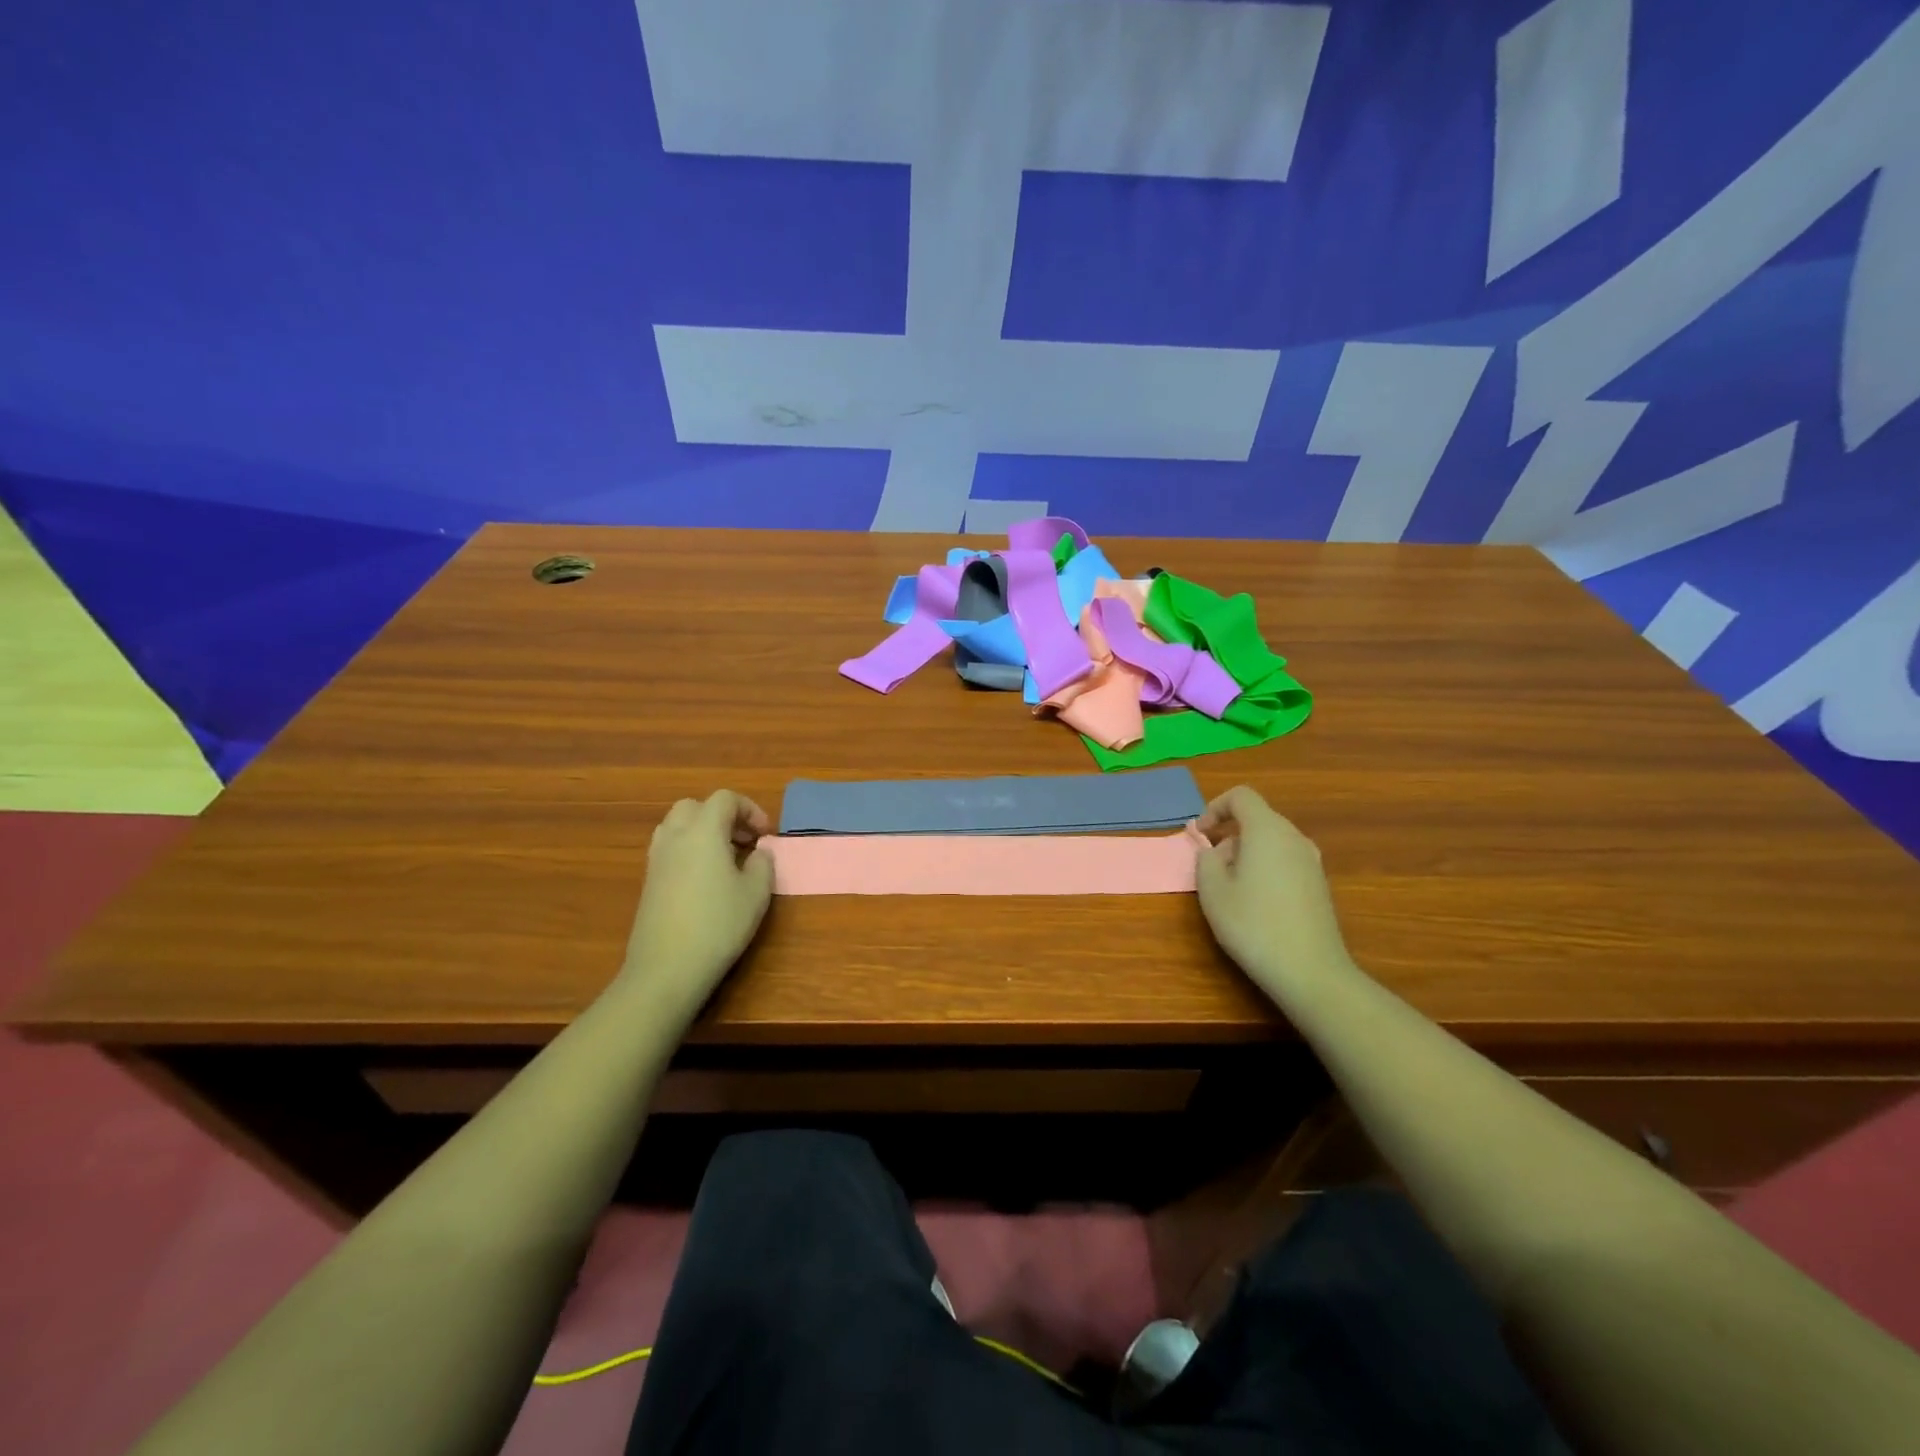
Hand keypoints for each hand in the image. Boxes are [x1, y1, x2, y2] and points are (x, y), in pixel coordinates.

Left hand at [621, 791, 773, 1023]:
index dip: (750, 809)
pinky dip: (688, 850)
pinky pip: (669, 849)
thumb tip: (758, 852)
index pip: (725, 799)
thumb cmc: (718, 925)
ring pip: (677, 826)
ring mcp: (656, 859)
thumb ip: (762, 864)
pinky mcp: (648, 882)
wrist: (666, 968)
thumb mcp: (756, 893)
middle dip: (722, 816)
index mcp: (703, 831)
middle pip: (695, 806)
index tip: (766, 835)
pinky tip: (705, 880)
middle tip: (744, 840)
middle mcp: (675, 837)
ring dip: (702, 831)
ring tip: (724, 858)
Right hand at [1195, 786, 1355, 1001]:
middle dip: (1229, 834)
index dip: (1215, 807)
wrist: (1310, 971)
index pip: (1241, 796)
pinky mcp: (1319, 885)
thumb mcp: (1212, 890)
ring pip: (1272, 841)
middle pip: (1257, 818)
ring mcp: (1312, 862)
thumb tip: (1217, 851)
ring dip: (1246, 853)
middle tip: (1211, 866)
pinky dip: (1265, 868)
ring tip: (1231, 887)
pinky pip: (1285, 861)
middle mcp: (1294, 838)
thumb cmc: (1253, 924)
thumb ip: (1206, 859)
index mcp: (1268, 830)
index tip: (1200, 834)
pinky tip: (1256, 903)